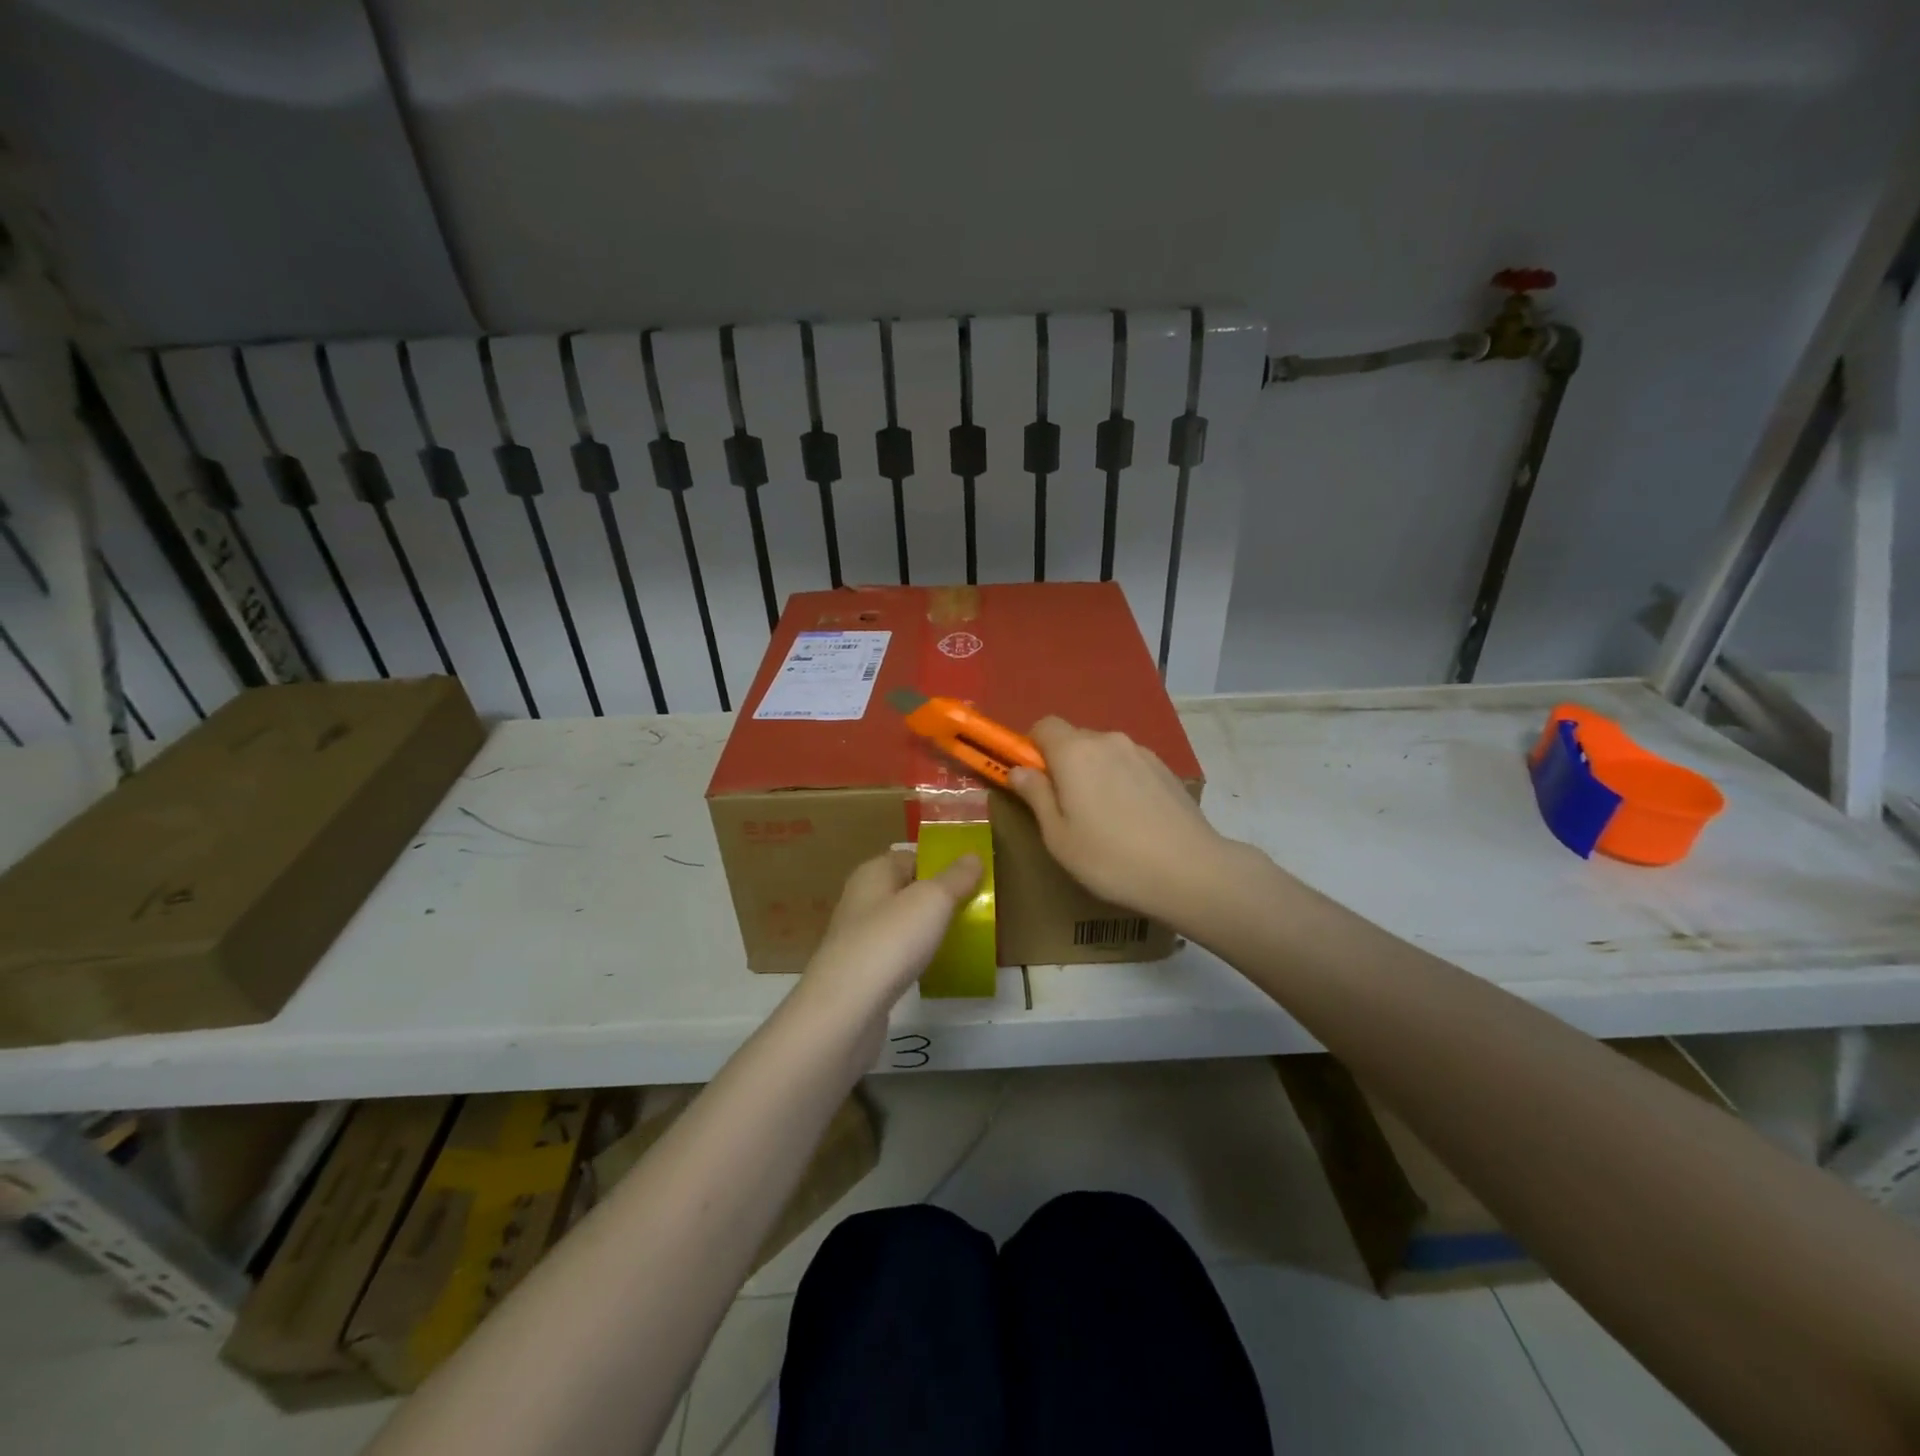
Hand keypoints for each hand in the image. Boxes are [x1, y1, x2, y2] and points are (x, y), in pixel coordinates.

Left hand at [798, 849, 981, 1019]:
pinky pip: (895, 955)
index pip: (911, 857)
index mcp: (873, 872)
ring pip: (901, 924)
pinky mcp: (860, 973)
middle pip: (906, 890)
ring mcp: (858, 938)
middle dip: (938, 899)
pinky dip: (914, 958)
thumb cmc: (891, 941)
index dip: (941, 864)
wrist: (846, 1009)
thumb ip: (956, 877)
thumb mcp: (933, 900)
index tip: (974, 879)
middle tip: (974, 910)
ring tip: (960, 939)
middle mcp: (861, 899)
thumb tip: (973, 856)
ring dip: (927, 930)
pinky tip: (933, 969)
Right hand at [1010, 716, 1239, 927]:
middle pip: (1074, 739)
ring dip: (1093, 773)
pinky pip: (1129, 765)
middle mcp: (1108, 741)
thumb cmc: (1110, 858)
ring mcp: (1141, 752)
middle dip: (1062, 764)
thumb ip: (1036, 796)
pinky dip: (1120, 782)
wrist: (1190, 871)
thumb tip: (1019, 770)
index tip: (1033, 781)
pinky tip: (1131, 819)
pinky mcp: (1165, 769)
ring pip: (1104, 753)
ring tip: (1102, 818)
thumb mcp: (1058, 837)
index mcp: (1074, 752)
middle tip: (1065, 808)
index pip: (1043, 726)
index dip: (1031, 748)